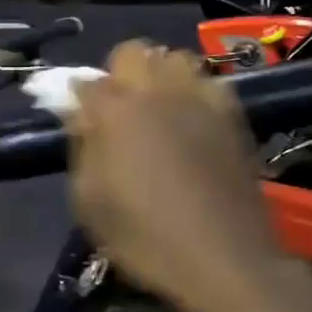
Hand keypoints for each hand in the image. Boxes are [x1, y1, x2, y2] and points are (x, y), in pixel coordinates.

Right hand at [68, 41, 292, 311]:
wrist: (225, 259)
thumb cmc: (146, 238)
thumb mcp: (90, 202)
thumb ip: (82, 147)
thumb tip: (80, 112)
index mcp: (116, 111)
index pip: (87, 81)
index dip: (79, 97)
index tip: (80, 117)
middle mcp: (157, 91)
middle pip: (133, 52)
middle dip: (120, 72)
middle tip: (120, 110)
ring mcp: (200, 98)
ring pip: (175, 58)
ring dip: (161, 75)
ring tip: (159, 109)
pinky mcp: (233, 114)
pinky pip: (209, 82)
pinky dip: (195, 91)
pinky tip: (193, 121)